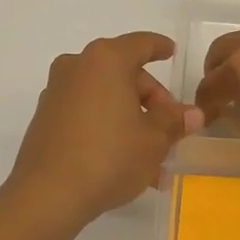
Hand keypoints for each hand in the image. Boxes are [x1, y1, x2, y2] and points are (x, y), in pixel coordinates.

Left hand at [7, 33, 203, 223]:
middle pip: (123, 74)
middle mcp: (77, 67)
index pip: (141, 44)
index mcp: (106, 60)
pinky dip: (108, 130)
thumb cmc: (110, 157)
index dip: (160, 47)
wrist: (48, 195)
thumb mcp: (154, 140)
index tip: (172, 53)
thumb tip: (193, 114)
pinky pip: (87, 115)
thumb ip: (174, 121)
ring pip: (106, 99)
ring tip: (154, 162)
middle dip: (150, 101)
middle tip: (170, 130)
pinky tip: (125, 164)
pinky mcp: (45, 120)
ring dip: (131, 123)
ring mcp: (57, 93)